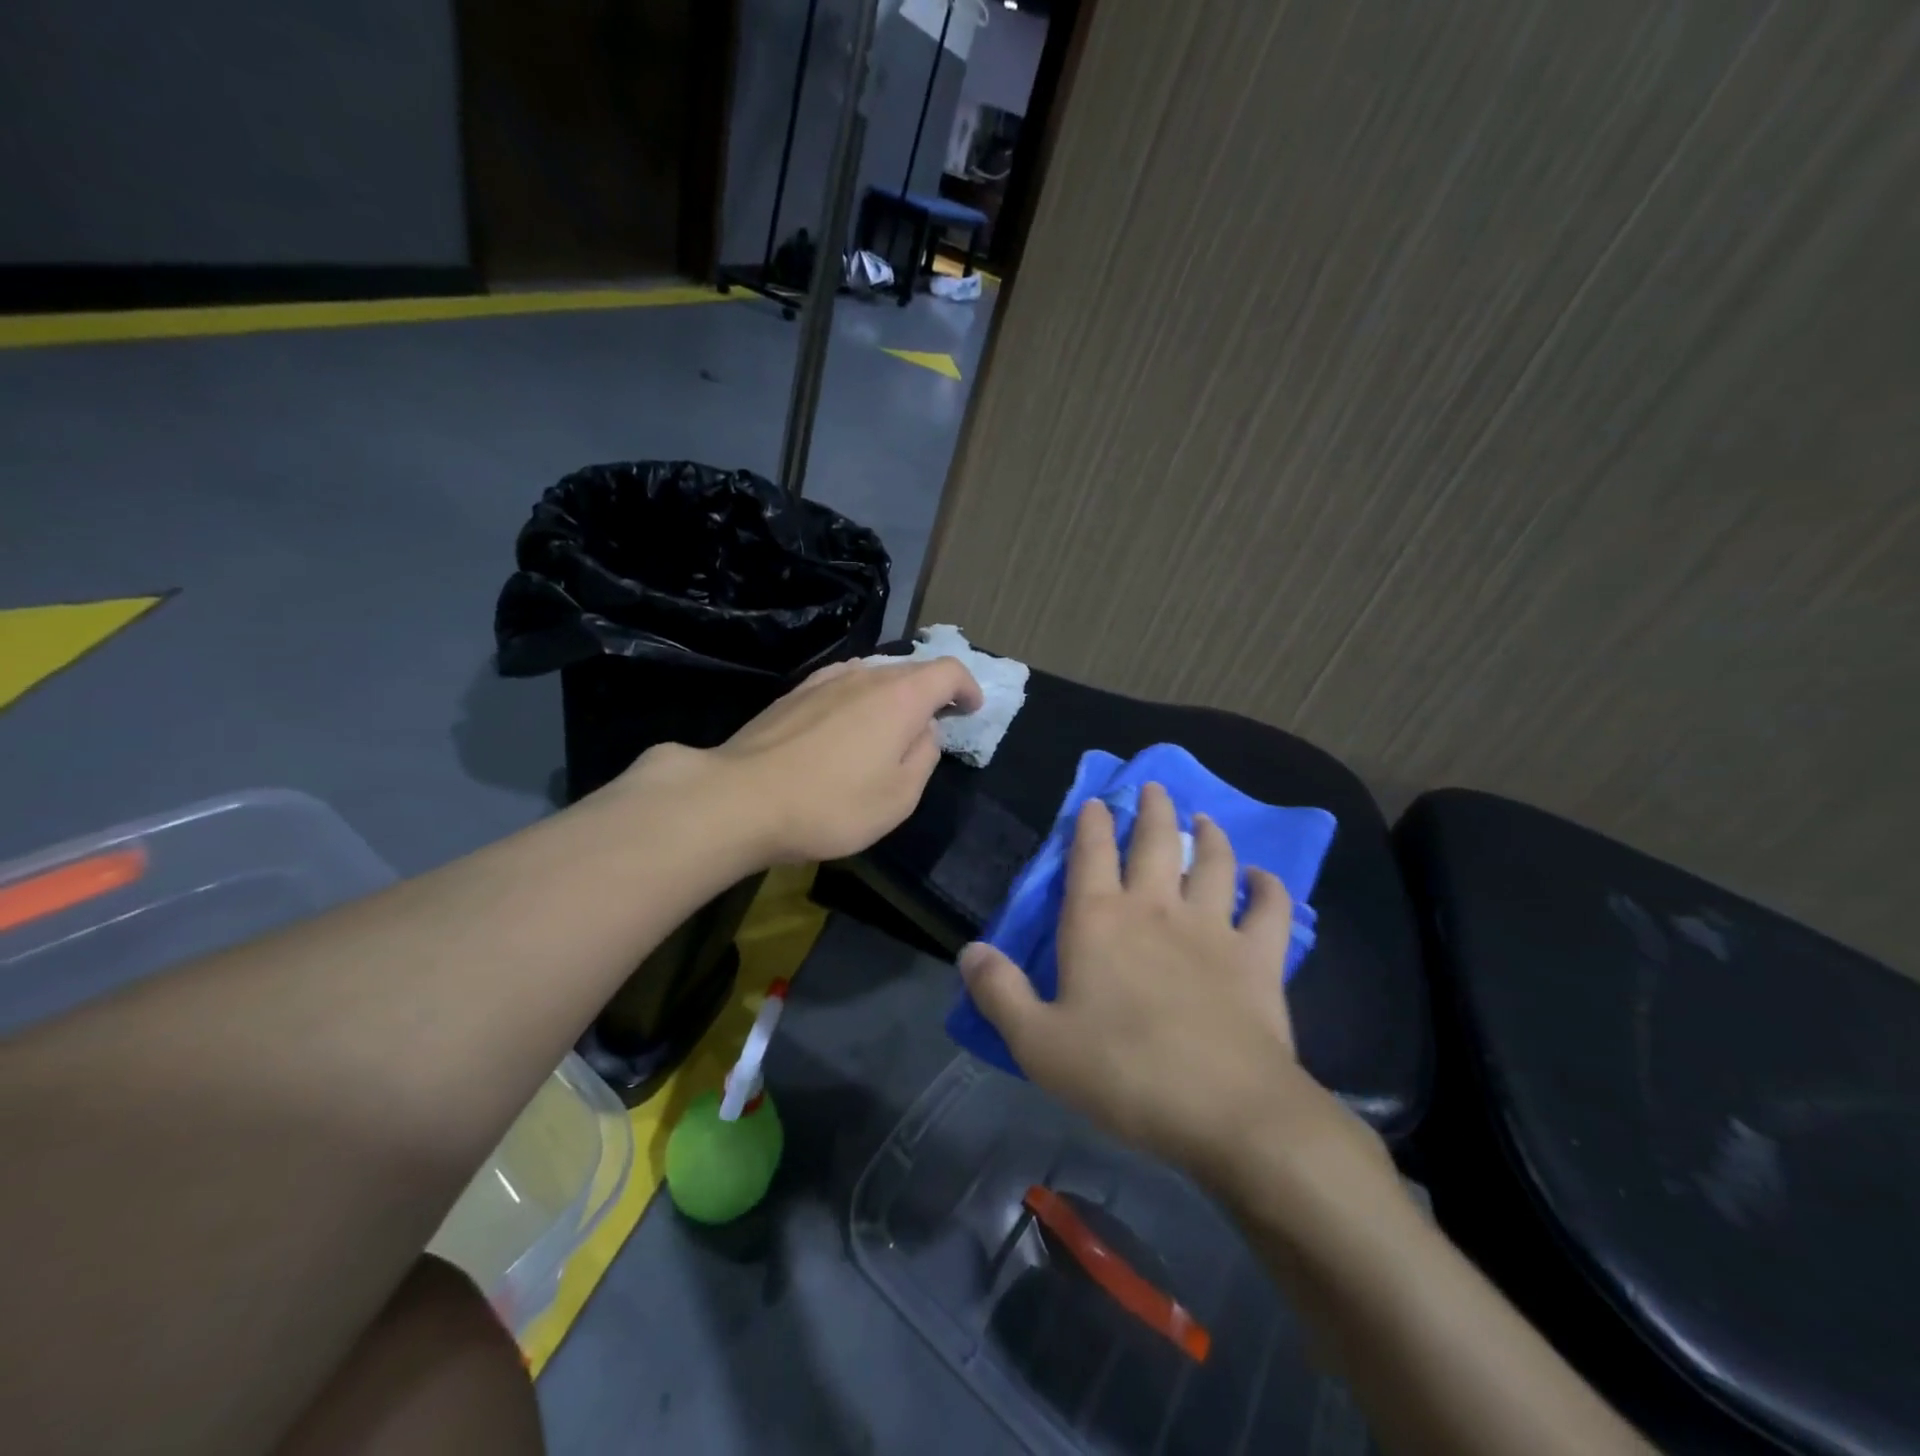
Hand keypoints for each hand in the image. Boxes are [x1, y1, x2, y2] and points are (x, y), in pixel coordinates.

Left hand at [628, 657, 983, 864]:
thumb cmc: (832, 804)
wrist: (741, 800)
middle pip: (911, 670)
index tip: (970, 709)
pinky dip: (858, 700)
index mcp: (900, 696)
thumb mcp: (899, 796)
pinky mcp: (793, 694)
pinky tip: (846, 727)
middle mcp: (865, 675)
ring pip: (873, 676)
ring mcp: (824, 680)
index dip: (967, 687)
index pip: (948, 671)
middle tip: (935, 723)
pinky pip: (841, 685)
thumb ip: (924, 756)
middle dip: (931, 692)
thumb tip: (924, 731)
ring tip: (890, 727)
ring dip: (892, 696)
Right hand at [959, 783, 1371, 1191]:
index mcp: (1098, 921)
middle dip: (1152, 809)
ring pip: (1214, 862)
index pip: (1090, 853)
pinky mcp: (1259, 957)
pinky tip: (1263, 878)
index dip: (1090, 823)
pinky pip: (1269, 909)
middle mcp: (1155, 908)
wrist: (1226, 1110)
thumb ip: (999, 992)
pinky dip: (1268, 888)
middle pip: (1155, 841)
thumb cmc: (1123, 1074)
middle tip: (1155, 787)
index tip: (1095, 802)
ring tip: (1204, 820)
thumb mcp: (1038, 1043)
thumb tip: (968, 951)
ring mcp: (1212, 927)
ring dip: (1209, 836)